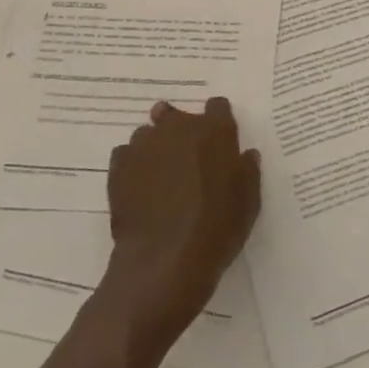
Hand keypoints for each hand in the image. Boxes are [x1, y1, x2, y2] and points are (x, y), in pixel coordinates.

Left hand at [103, 98, 260, 342]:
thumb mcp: (248, 202)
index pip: (217, 106)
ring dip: (155, 146)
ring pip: (149, 134)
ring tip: (159, 175)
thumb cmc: (216, 229)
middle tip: (186, 158)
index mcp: (214, 130)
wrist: (165, 261)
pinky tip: (139, 188)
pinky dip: (132, 165)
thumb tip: (245, 155)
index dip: (218, 121)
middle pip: (176, 114)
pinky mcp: (119, 167)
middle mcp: (178, 127)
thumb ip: (247, 171)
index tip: (219, 141)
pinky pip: (126, 155)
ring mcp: (145, 145)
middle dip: (181, 129)